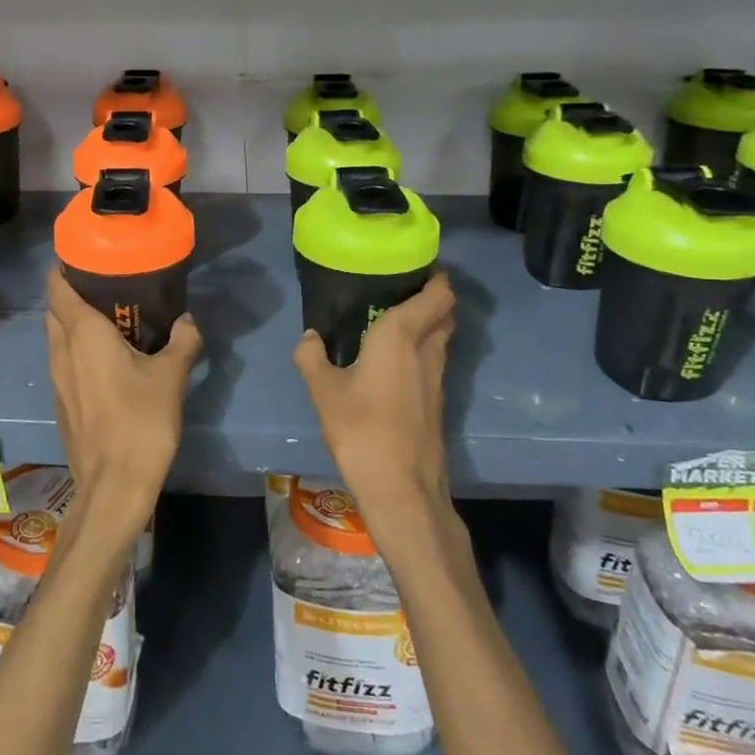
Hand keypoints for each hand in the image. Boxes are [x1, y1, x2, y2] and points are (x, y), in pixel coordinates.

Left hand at [45, 269, 201, 532]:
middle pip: (55, 309)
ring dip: (75, 322)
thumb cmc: (141, 421)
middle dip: (73, 292)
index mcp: (82, 333)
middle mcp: (61, 350)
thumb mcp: (172, 376)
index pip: (57, 286)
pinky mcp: (62, 401)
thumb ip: (182, 341)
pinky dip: (78, 349)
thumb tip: (187, 320)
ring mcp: (57, 378)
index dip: (65, 266)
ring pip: (57, 336)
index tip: (88, 256)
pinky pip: (64, 361)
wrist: (114, 485)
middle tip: (108, 285)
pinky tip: (108, 358)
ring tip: (112, 318)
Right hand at [293, 274, 454, 516]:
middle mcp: (427, 351)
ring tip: (396, 323)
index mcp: (401, 335)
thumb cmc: (361, 428)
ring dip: (429, 327)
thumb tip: (309, 337)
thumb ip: (312, 357)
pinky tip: (396, 364)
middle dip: (433, 299)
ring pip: (442, 340)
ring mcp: (438, 380)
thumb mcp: (323, 390)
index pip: (437, 295)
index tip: (417, 267)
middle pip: (445, 315)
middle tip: (402, 291)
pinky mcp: (438, 404)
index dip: (436, 278)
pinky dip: (423, 353)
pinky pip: (435, 364)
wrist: (401, 487)